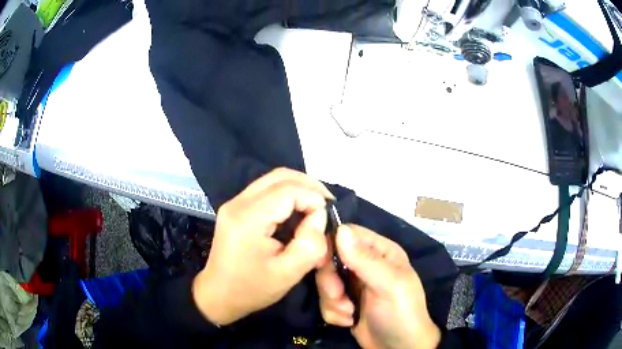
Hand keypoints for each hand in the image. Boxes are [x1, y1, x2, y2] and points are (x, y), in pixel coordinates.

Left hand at [193, 168, 332, 324]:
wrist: (218, 294)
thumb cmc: (252, 288)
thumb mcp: (288, 274)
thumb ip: (310, 244)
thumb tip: (319, 216)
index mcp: (248, 218)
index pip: (288, 190)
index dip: (313, 198)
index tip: (328, 217)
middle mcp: (238, 202)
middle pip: (280, 176)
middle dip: (309, 185)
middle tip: (328, 204)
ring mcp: (234, 203)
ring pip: (273, 179)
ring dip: (298, 188)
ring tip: (316, 206)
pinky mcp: (235, 208)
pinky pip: (265, 190)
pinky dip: (287, 194)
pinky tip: (298, 210)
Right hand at [316, 225, 440, 348]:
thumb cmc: (401, 313)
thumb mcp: (389, 285)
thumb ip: (366, 260)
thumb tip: (340, 230)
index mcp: (381, 252)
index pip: (348, 233)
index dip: (332, 244)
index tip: (322, 262)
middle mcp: (365, 264)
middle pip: (330, 258)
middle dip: (330, 281)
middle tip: (339, 296)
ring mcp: (353, 285)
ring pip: (325, 282)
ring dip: (332, 301)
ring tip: (349, 313)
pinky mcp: (344, 303)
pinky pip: (325, 301)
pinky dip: (334, 313)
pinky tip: (349, 321)